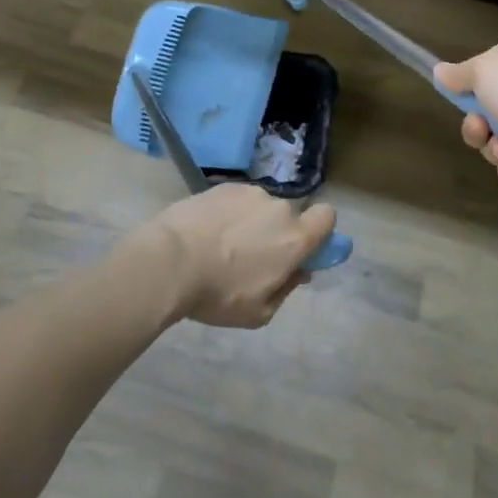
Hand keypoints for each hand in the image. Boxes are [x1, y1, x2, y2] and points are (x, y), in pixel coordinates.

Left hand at [148, 183, 336, 327]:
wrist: (170, 260)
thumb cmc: (219, 293)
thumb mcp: (259, 311)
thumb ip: (286, 288)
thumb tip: (299, 271)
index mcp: (294, 237)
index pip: (327, 216)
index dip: (320, 231)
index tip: (302, 250)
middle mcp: (278, 207)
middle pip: (288, 216)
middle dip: (277, 233)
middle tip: (252, 258)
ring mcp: (249, 192)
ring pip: (260, 208)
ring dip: (251, 223)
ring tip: (220, 246)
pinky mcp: (222, 186)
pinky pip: (235, 201)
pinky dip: (228, 214)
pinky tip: (205, 233)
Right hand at [435, 29, 497, 199]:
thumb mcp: (482, 74)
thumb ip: (457, 74)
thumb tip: (440, 72)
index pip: (483, 64)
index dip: (468, 85)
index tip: (459, 97)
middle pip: (485, 104)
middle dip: (478, 125)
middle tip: (480, 130)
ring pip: (497, 134)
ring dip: (493, 147)